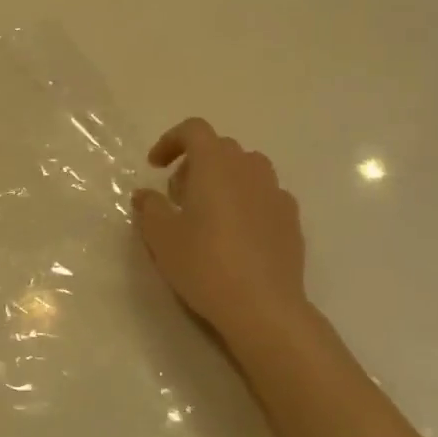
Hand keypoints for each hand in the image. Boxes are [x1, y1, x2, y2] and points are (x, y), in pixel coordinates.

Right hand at [132, 118, 310, 348]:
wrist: (263, 307)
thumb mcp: (161, 236)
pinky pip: (264, 196)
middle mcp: (249, 168)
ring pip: (246, 170)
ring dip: (223, 180)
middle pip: (220, 149)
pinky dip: (246, 202)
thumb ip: (149, 207)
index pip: (193, 130)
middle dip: (195, 164)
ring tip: (208, 213)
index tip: (155, 166)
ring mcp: (275, 192)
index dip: (170, 141)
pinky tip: (237, 234)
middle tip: (177, 196)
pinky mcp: (291, 219)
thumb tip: (145, 194)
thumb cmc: (205, 263)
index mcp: (215, 163)